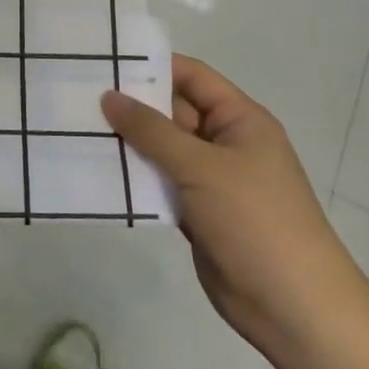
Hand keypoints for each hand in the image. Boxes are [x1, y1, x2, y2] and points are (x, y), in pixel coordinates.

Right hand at [102, 56, 366, 357]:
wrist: (291, 306)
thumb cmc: (254, 220)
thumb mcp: (201, 167)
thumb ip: (152, 131)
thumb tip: (109, 96)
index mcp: (240, 120)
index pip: (192, 77)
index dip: (153, 66)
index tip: (105, 63)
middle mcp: (225, 143)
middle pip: (173, 112)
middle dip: (131, 107)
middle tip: (78, 98)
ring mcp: (210, 180)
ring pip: (162, 150)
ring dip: (128, 144)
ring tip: (77, 131)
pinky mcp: (196, 212)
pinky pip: (159, 184)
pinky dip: (134, 179)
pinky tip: (97, 173)